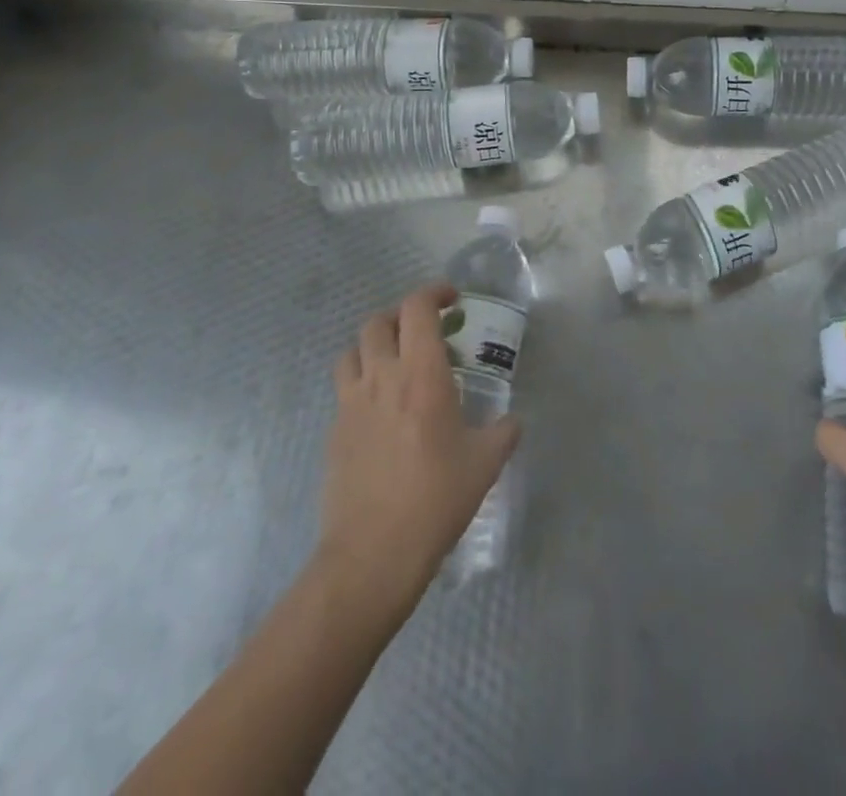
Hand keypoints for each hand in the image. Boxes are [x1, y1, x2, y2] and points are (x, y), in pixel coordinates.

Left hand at [319, 284, 520, 600]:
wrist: (372, 554)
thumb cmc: (435, 499)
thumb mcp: (484, 464)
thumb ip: (503, 433)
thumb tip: (512, 422)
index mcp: (421, 374)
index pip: (417, 308)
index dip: (433, 292)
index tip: (452, 299)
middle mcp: (382, 377)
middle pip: (378, 322)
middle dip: (402, 317)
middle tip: (424, 333)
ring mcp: (351, 404)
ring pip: (352, 351)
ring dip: (374, 346)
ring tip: (395, 363)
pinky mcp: (334, 432)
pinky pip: (344, 390)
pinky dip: (362, 383)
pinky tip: (381, 412)